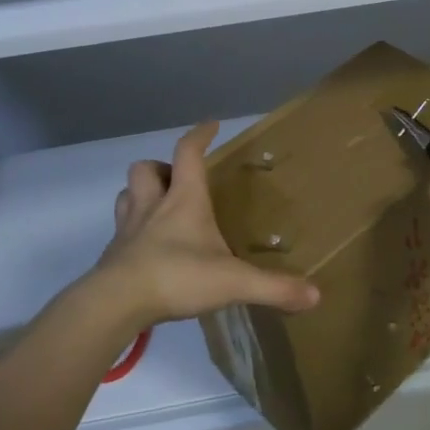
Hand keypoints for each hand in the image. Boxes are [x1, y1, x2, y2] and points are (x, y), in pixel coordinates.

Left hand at [92, 121, 319, 331]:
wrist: (115, 304)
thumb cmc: (176, 277)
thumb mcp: (233, 282)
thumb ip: (274, 288)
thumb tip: (315, 295)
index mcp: (183, 200)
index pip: (188, 153)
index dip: (200, 136)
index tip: (212, 125)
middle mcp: (152, 206)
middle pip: (145, 168)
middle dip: (161, 167)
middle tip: (178, 180)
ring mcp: (128, 230)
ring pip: (127, 195)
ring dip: (141, 194)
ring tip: (159, 207)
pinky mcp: (113, 256)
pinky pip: (121, 231)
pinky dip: (133, 231)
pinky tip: (147, 249)